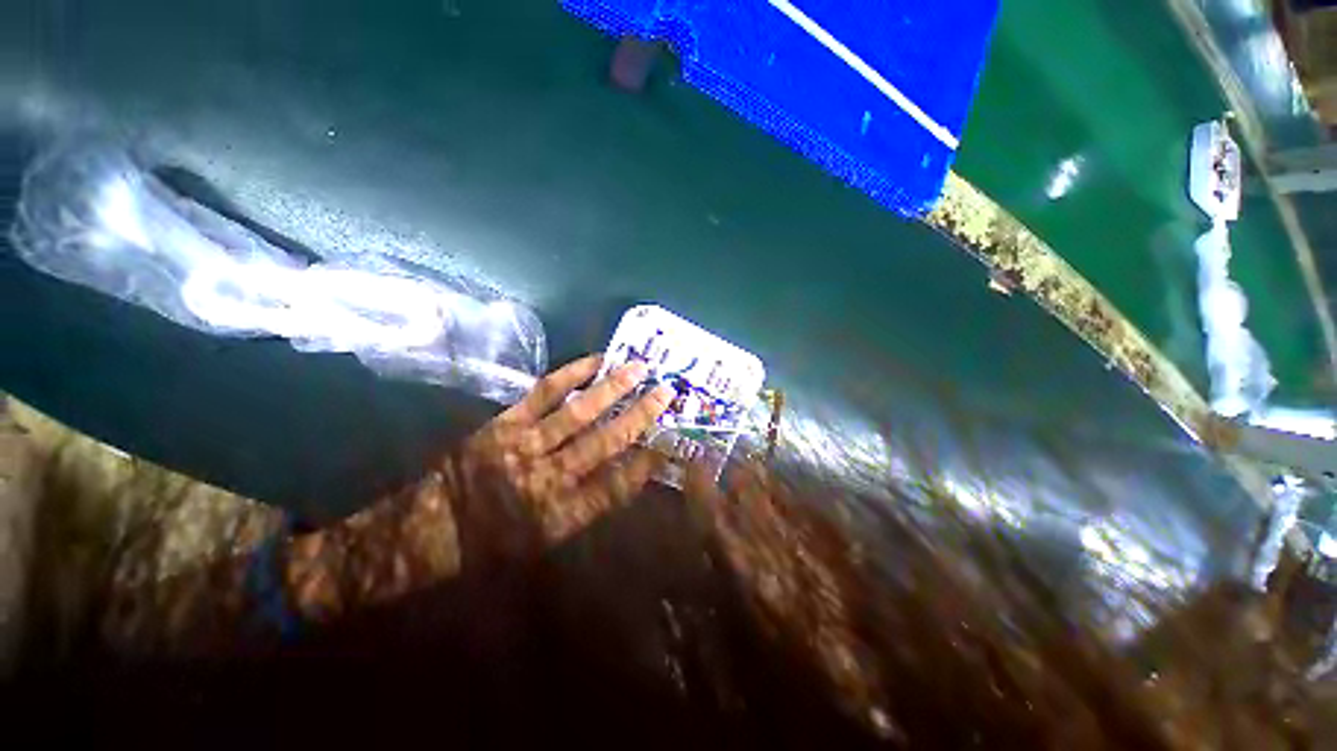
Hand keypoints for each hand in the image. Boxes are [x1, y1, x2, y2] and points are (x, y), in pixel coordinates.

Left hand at [452, 354, 674, 553]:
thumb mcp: (546, 541)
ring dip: (613, 389)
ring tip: (639, 368)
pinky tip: (595, 361)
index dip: (645, 464)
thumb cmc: (493, 542)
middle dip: (640, 415)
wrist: (429, 528)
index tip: (667, 443)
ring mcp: (525, 445)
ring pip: (579, 413)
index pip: (615, 486)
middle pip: (605, 442)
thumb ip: (589, 507)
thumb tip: (627, 473)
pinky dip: (572, 374)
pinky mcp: (505, 423)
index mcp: (560, 515)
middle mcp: (548, 478)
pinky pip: (544, 393)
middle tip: (666, 392)